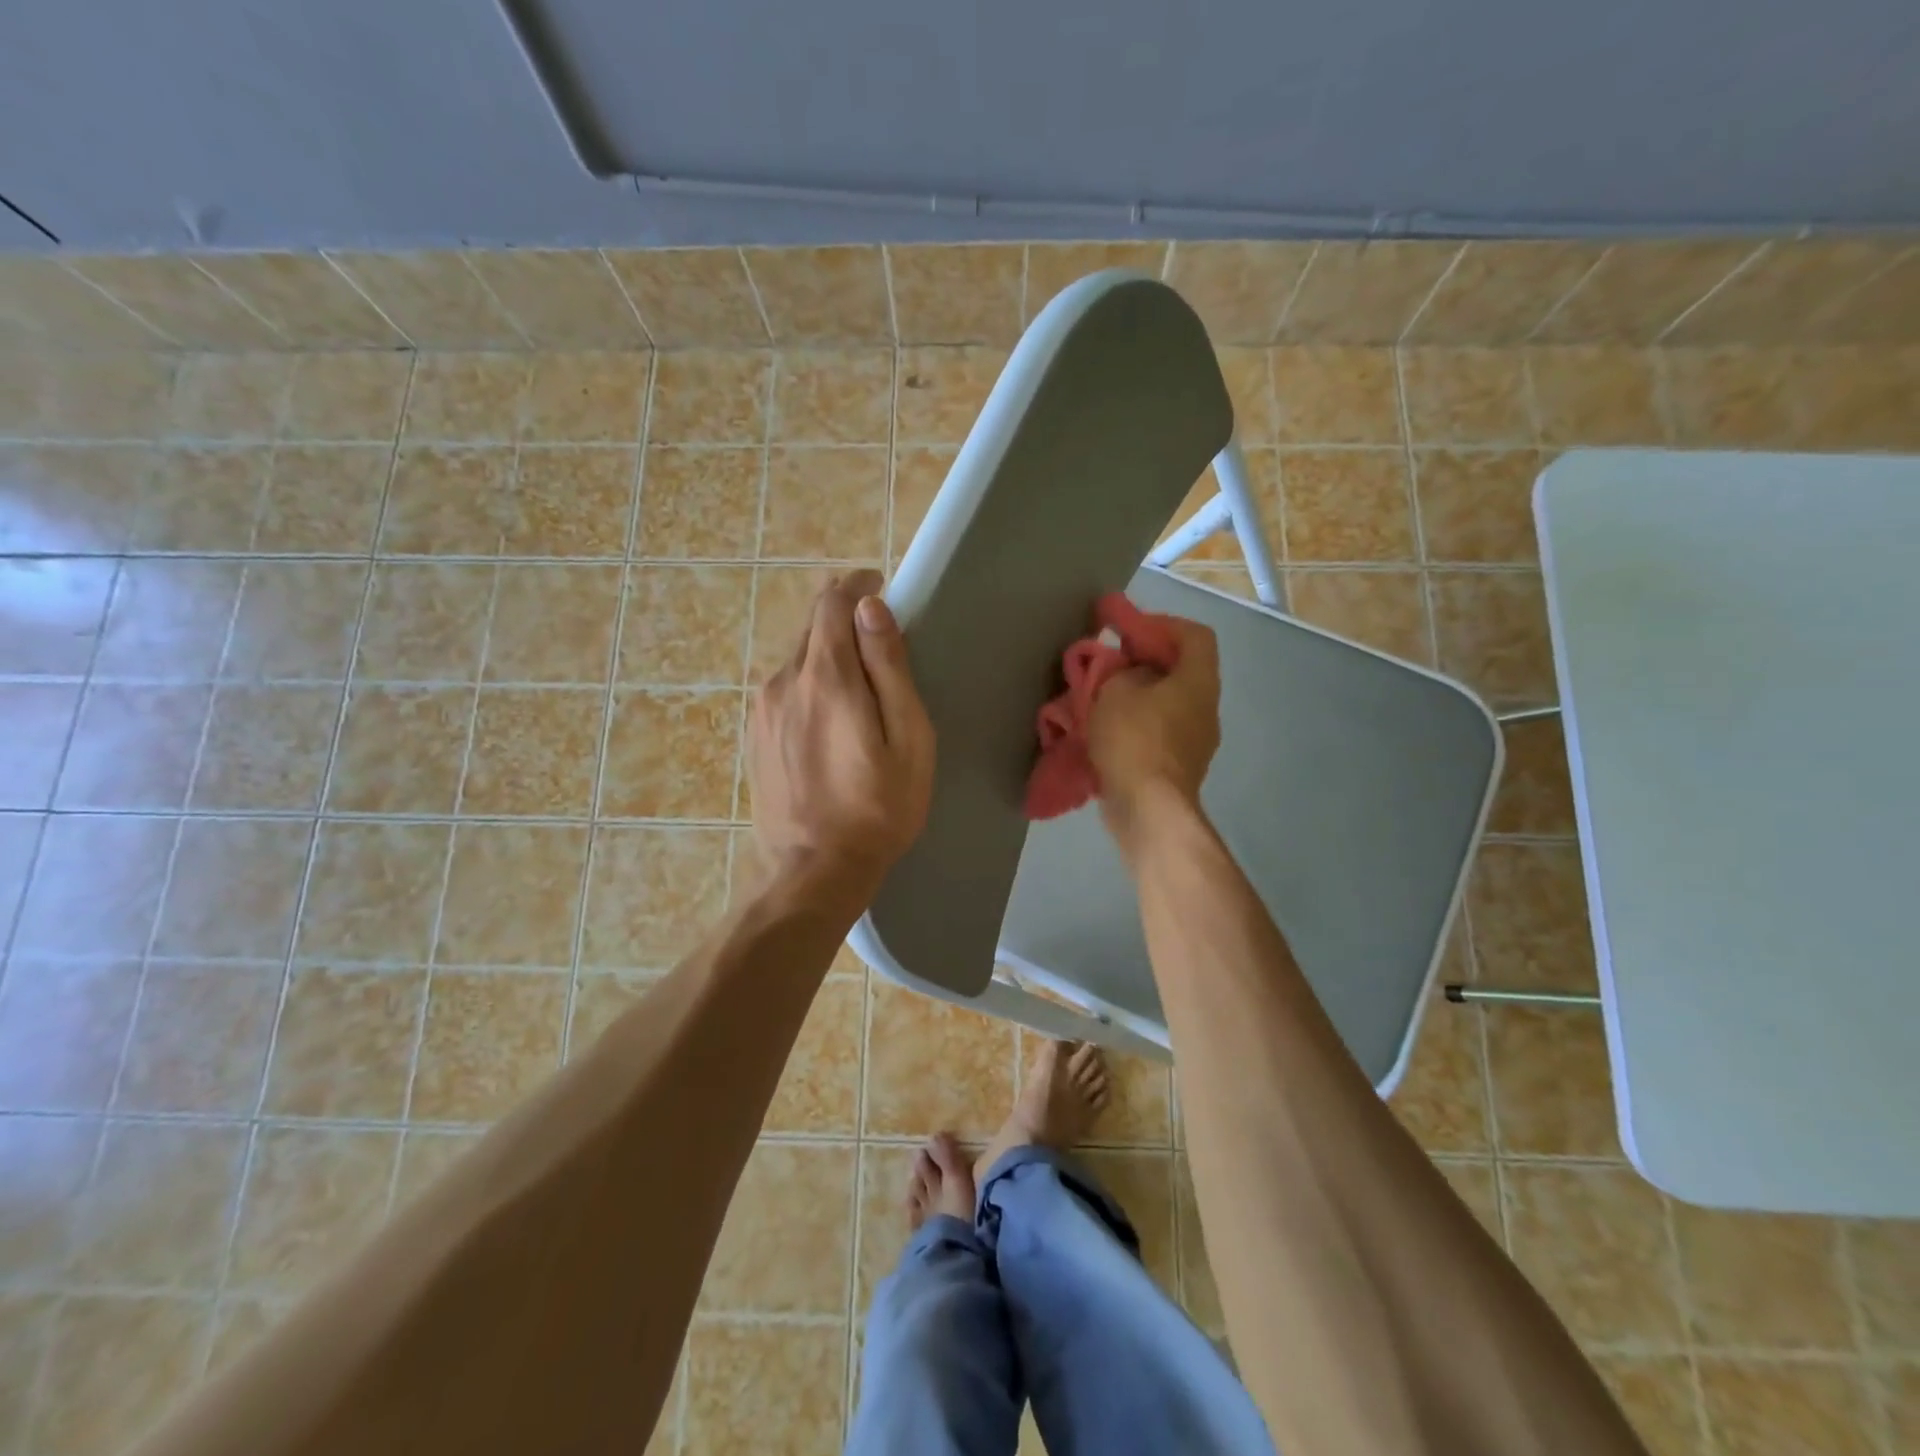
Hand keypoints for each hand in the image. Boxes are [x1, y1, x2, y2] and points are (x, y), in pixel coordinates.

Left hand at [747, 571, 934, 909]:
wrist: (814, 869)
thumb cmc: (879, 806)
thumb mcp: (907, 736)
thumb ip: (889, 666)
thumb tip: (870, 607)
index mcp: (826, 675)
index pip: (832, 601)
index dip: (857, 585)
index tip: (879, 587)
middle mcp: (784, 680)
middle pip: (812, 626)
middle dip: (844, 620)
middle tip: (878, 642)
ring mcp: (762, 709)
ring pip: (797, 658)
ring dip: (827, 655)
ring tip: (859, 688)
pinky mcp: (755, 734)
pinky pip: (785, 688)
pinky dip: (809, 683)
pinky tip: (830, 719)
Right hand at [1087, 614, 1220, 837]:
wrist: (1147, 808)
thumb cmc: (1134, 739)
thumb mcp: (1115, 690)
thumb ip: (1120, 671)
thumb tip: (1127, 673)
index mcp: (1198, 682)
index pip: (1195, 636)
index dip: (1162, 624)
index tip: (1127, 630)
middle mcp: (1205, 709)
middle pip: (1179, 671)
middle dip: (1142, 663)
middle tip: (1108, 663)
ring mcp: (1195, 742)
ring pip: (1166, 704)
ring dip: (1135, 696)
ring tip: (1100, 698)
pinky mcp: (1178, 768)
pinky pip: (1157, 733)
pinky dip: (1134, 725)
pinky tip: (1106, 730)